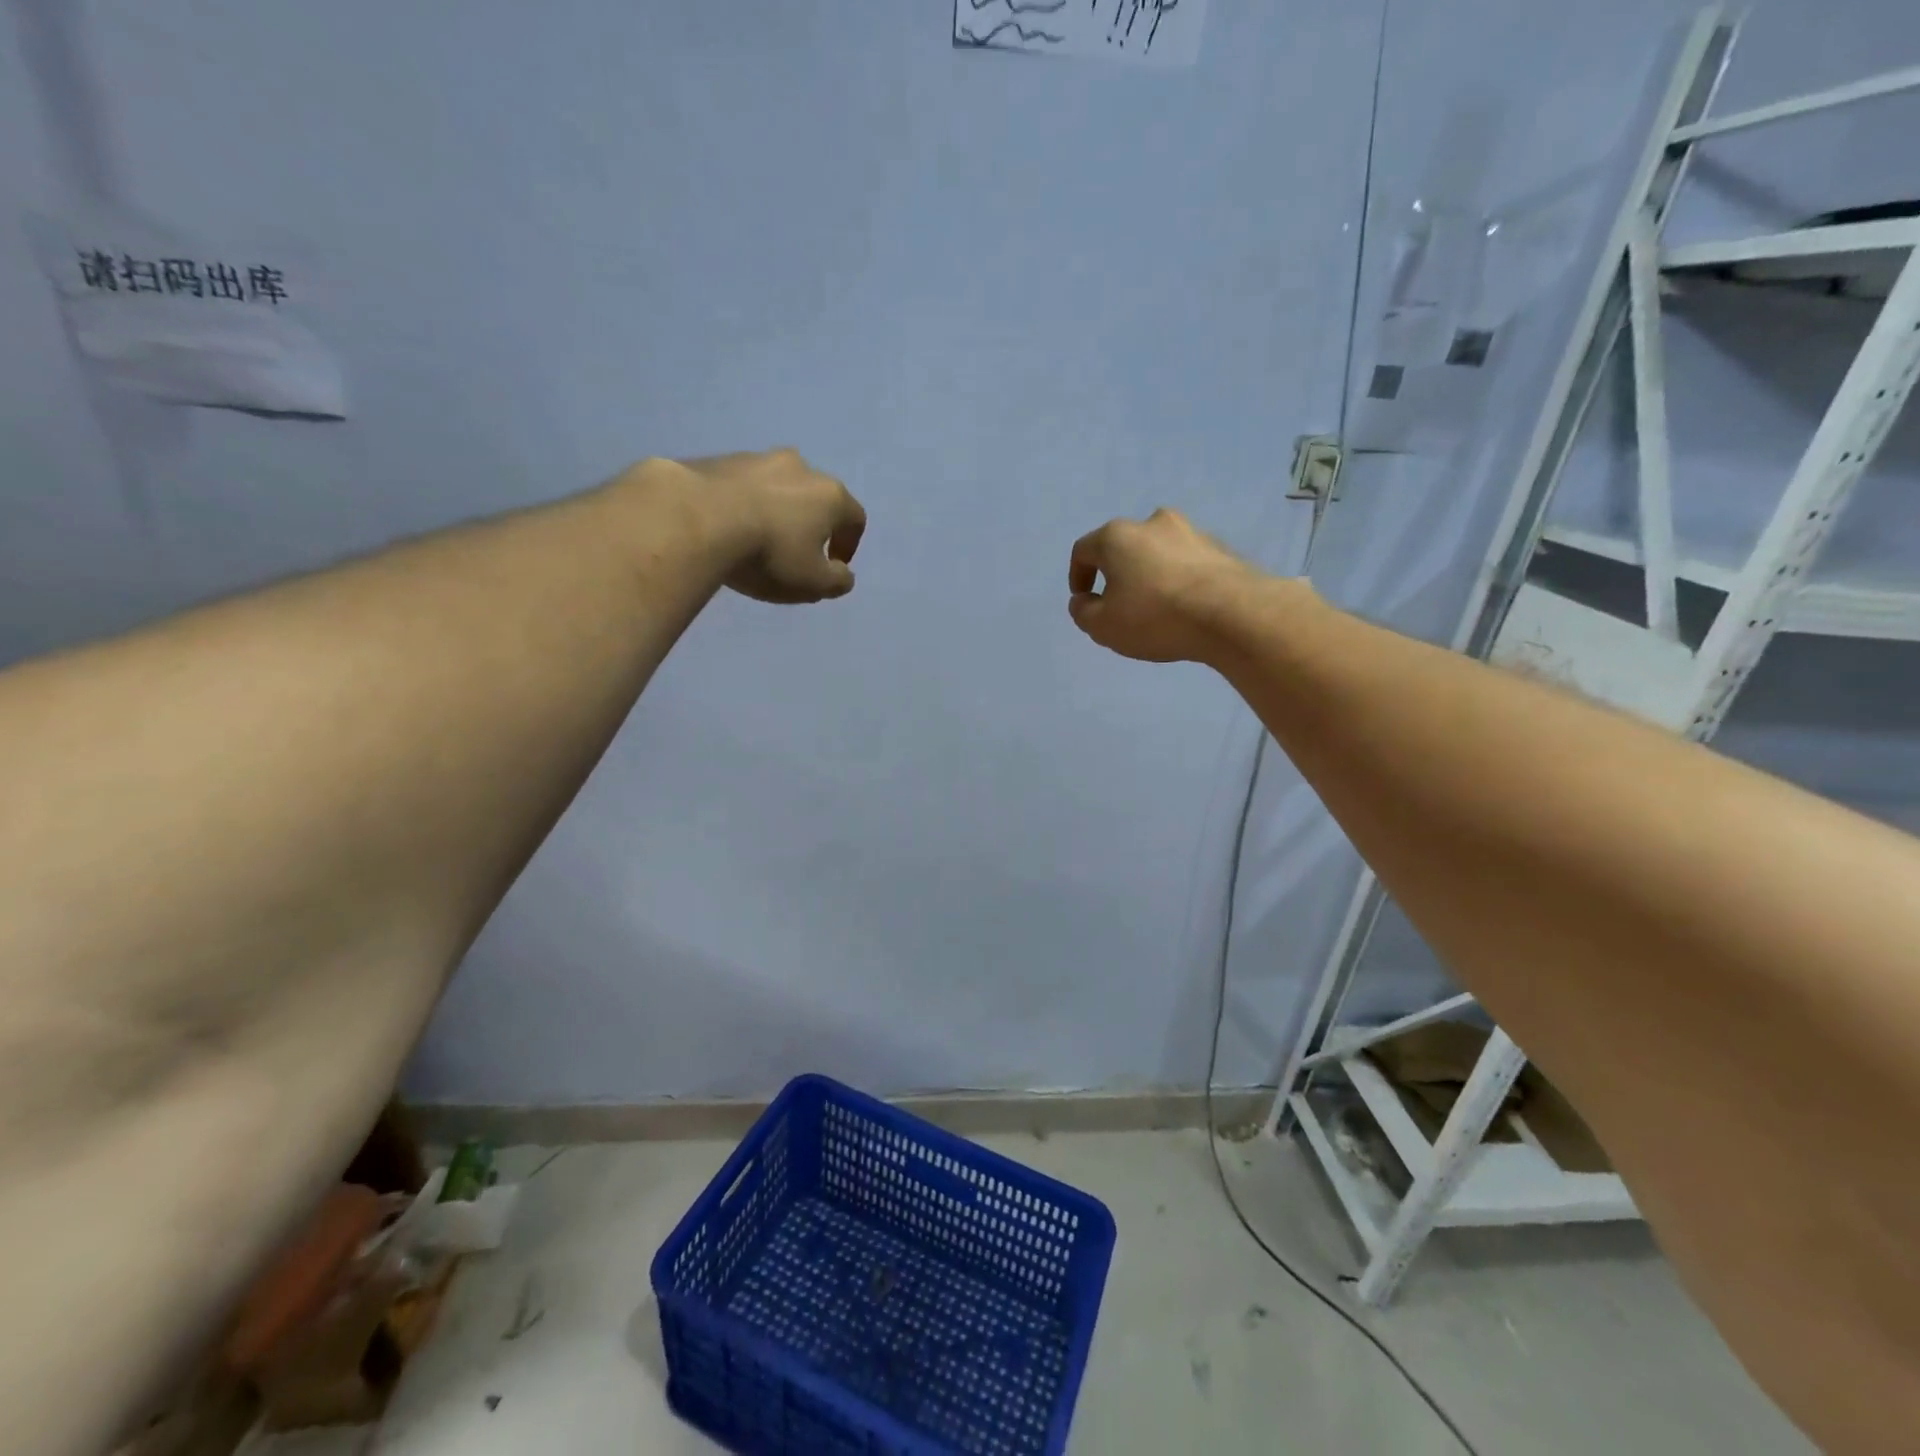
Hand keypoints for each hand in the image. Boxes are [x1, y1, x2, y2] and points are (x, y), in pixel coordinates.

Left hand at [646, 449, 866, 604]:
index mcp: (831, 495)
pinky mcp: (720, 460)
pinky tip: (729, 528)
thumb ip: (837, 581)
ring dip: (776, 512)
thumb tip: (842, 573)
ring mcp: (758, 458)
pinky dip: (744, 505)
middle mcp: (801, 468)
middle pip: (816, 498)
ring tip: (758, 540)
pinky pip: (743, 486)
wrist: (697, 519)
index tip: (833, 566)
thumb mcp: (813, 584)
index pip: (855, 519)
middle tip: (796, 553)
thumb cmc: (769, 554)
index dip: (849, 545)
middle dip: (812, 525)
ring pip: (778, 488)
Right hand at [1067, 508, 1266, 662]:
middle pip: (1123, 546)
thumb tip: (1084, 601)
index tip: (1084, 599)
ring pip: (1158, 552)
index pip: (1084, 550)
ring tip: (1155, 607)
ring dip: (1150, 574)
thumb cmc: (1155, 617)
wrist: (1232, 614)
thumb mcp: (1104, 627)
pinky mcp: (1220, 548)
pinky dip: (1178, 579)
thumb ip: (1083, 613)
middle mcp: (1152, 523)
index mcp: (1117, 537)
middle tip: (1120, 603)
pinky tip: (1184, 606)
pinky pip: (1187, 563)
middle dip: (1117, 573)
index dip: (1078, 576)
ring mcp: (1190, 532)